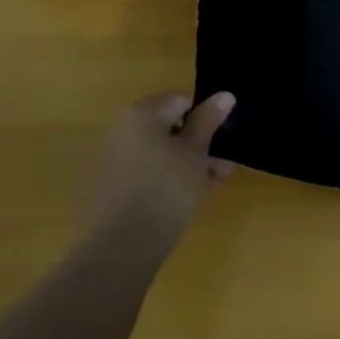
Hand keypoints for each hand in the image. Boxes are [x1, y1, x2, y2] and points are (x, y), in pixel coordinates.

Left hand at [84, 91, 235, 255]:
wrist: (123, 244)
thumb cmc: (167, 187)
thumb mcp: (196, 151)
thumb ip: (209, 120)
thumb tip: (224, 94)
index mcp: (142, 114)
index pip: (182, 100)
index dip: (206, 117)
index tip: (222, 140)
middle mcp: (124, 130)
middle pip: (172, 127)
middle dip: (201, 144)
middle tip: (223, 165)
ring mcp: (116, 158)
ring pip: (163, 151)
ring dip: (190, 162)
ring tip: (215, 183)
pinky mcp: (115, 185)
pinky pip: (150, 170)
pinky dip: (171, 177)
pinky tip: (192, 196)